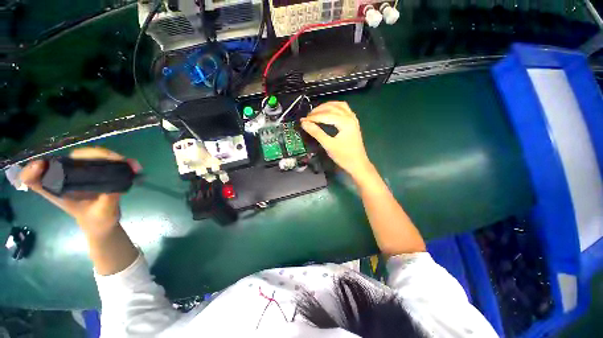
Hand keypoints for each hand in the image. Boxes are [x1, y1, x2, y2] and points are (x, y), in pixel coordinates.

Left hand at [20, 147, 137, 237]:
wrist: (105, 221)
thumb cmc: (98, 221)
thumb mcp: (102, 214)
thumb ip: (107, 200)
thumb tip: (116, 186)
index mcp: (58, 190)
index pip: (35, 179)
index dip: (33, 171)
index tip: (41, 166)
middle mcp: (66, 178)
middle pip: (72, 158)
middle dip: (95, 155)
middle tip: (119, 160)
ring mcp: (81, 173)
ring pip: (91, 156)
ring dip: (112, 156)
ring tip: (132, 165)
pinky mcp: (95, 170)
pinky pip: (104, 160)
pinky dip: (120, 161)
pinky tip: (134, 166)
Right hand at [301, 101, 373, 180]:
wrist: (358, 164)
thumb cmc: (344, 157)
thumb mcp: (329, 145)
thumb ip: (316, 133)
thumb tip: (304, 123)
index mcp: (345, 122)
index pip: (326, 115)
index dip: (313, 117)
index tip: (302, 120)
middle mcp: (350, 117)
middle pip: (332, 107)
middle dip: (318, 110)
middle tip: (307, 117)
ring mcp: (353, 119)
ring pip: (338, 105)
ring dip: (326, 106)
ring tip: (316, 112)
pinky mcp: (353, 122)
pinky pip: (343, 109)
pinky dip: (334, 108)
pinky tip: (328, 112)